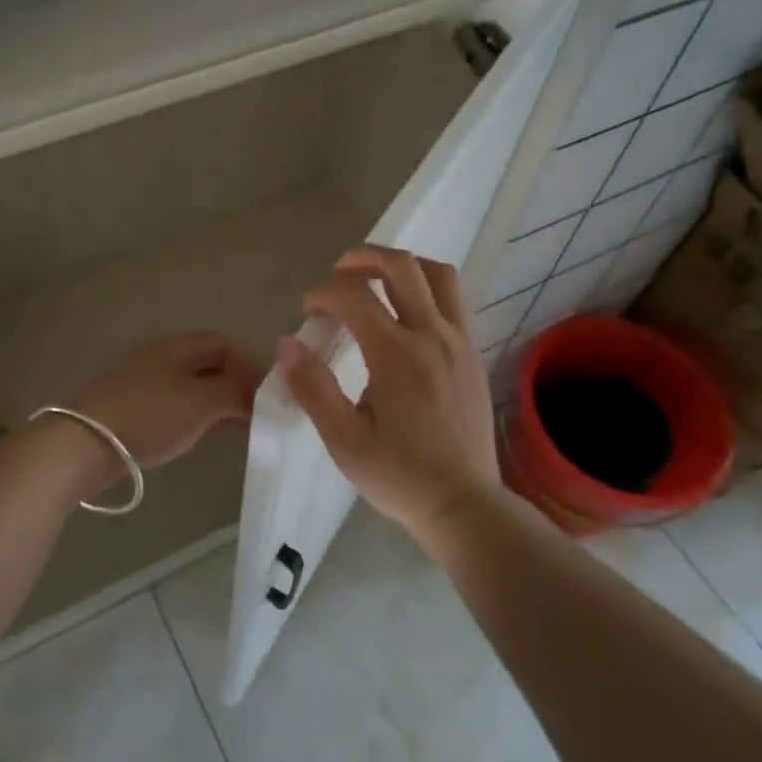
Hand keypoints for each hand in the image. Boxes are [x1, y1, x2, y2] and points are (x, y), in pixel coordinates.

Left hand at [68, 331, 264, 474]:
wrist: (84, 444)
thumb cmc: (149, 415)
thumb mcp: (201, 403)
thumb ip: (235, 393)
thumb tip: (256, 394)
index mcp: (176, 348)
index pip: (222, 343)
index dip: (247, 363)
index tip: (264, 393)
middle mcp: (159, 359)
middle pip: (206, 364)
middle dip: (233, 385)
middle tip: (255, 413)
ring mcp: (142, 385)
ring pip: (190, 387)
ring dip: (215, 404)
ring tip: (235, 428)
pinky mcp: (130, 411)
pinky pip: (173, 407)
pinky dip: (194, 417)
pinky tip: (200, 437)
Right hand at [279, 246, 501, 538]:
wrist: (464, 503)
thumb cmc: (399, 476)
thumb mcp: (344, 441)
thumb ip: (313, 388)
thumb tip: (289, 345)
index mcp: (396, 355)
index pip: (354, 296)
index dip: (323, 293)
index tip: (308, 309)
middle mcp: (432, 336)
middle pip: (402, 266)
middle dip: (364, 258)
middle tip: (339, 272)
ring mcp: (459, 342)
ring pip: (438, 274)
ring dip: (403, 266)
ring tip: (377, 281)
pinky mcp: (473, 354)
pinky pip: (453, 300)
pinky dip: (426, 288)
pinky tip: (407, 314)